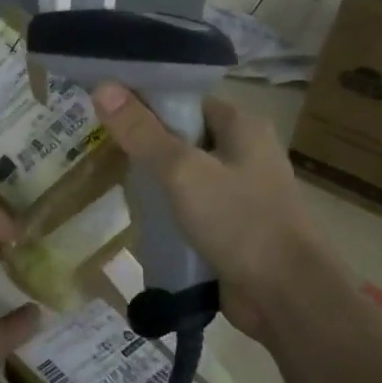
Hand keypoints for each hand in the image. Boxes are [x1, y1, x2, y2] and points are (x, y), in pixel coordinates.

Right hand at [90, 84, 326, 341]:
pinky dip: (164, 206)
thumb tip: (102, 86)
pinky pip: (188, 204)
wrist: (287, 297)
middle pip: (180, 134)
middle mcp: (242, 150)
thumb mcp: (182, 171)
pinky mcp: (230, 223)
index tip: (101, 107)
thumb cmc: (240, 222)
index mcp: (241, 125)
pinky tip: (134, 211)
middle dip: (141, 140)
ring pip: (182, 171)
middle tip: (94, 141)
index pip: (183, 98)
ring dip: (150, 176)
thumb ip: (141, 131)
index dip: (143, 99)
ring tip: (106, 174)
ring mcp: (237, 189)